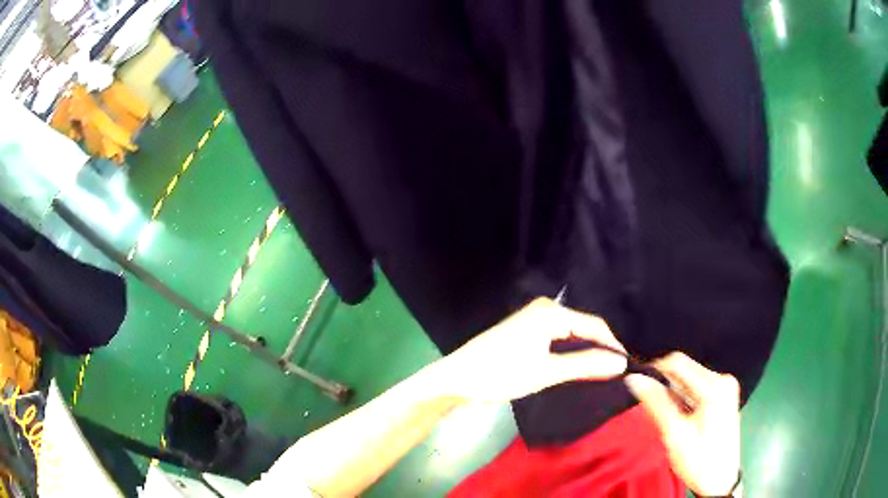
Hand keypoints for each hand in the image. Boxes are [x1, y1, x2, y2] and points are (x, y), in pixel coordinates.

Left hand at [433, 297, 627, 403]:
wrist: (457, 380)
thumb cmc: (501, 374)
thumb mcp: (547, 372)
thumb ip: (586, 365)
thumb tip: (621, 363)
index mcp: (551, 312)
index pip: (595, 326)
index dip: (613, 346)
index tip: (628, 367)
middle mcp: (544, 310)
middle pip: (583, 328)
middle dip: (599, 350)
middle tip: (616, 373)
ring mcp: (532, 321)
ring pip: (570, 336)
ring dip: (584, 353)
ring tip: (601, 374)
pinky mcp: (525, 333)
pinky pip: (556, 340)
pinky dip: (568, 354)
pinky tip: (576, 369)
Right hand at [625, 353, 740, 496]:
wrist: (720, 480)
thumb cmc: (698, 460)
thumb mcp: (675, 434)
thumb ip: (656, 404)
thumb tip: (633, 378)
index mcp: (715, 386)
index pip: (678, 363)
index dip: (654, 370)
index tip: (637, 387)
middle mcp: (723, 379)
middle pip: (685, 370)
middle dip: (665, 385)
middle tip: (652, 410)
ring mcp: (725, 386)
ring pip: (689, 379)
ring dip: (673, 394)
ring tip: (666, 417)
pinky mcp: (724, 394)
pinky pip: (696, 387)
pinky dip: (683, 399)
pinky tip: (679, 416)